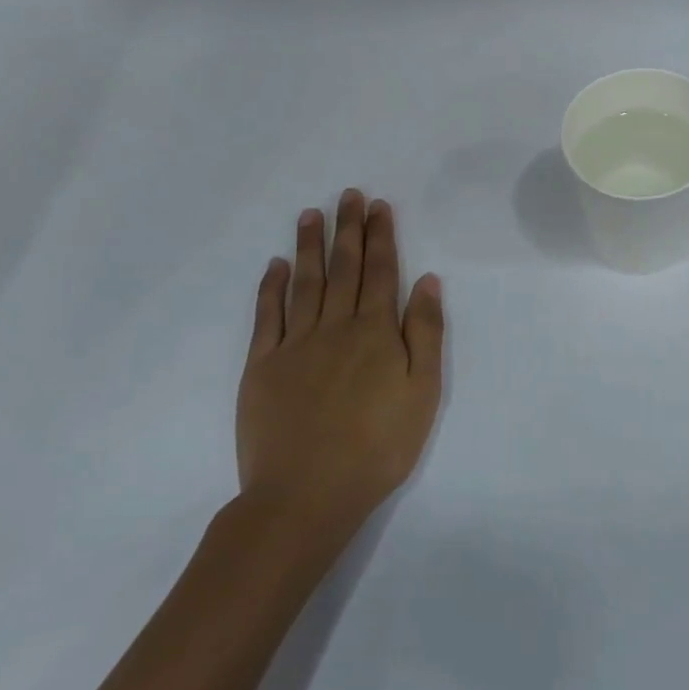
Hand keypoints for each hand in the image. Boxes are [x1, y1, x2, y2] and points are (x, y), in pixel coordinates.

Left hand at [237, 190, 443, 543]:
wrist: (306, 495)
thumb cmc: (378, 446)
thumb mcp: (423, 392)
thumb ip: (425, 332)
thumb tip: (426, 280)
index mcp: (376, 331)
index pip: (381, 271)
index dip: (381, 236)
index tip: (379, 206)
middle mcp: (335, 326)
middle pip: (344, 268)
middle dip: (349, 228)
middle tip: (349, 195)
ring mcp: (295, 344)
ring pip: (305, 282)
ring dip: (310, 245)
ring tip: (312, 213)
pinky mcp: (262, 366)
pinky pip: (267, 316)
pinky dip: (271, 287)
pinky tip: (276, 265)